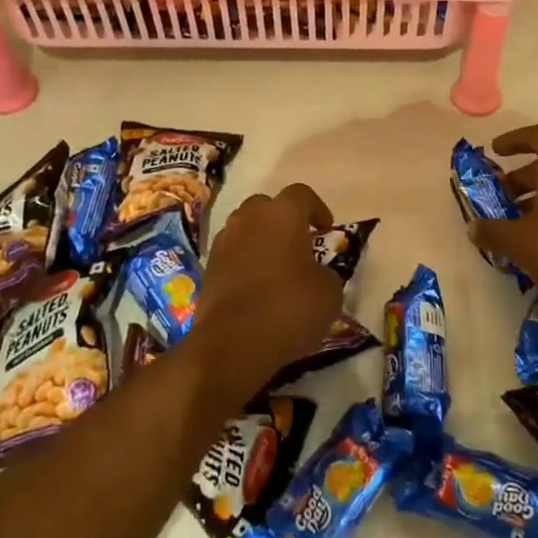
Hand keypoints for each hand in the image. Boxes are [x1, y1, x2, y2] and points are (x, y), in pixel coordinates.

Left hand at [187, 183, 342, 405]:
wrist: (232, 344)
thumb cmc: (288, 308)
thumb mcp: (329, 292)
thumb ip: (326, 272)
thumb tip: (316, 273)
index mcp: (283, 213)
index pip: (302, 194)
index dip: (317, 209)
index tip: (326, 230)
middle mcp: (250, 217)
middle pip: (268, 206)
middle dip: (284, 220)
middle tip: (299, 245)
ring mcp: (225, 240)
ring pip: (246, 228)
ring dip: (261, 239)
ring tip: (276, 267)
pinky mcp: (208, 266)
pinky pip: (232, 253)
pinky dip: (244, 261)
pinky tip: (256, 286)